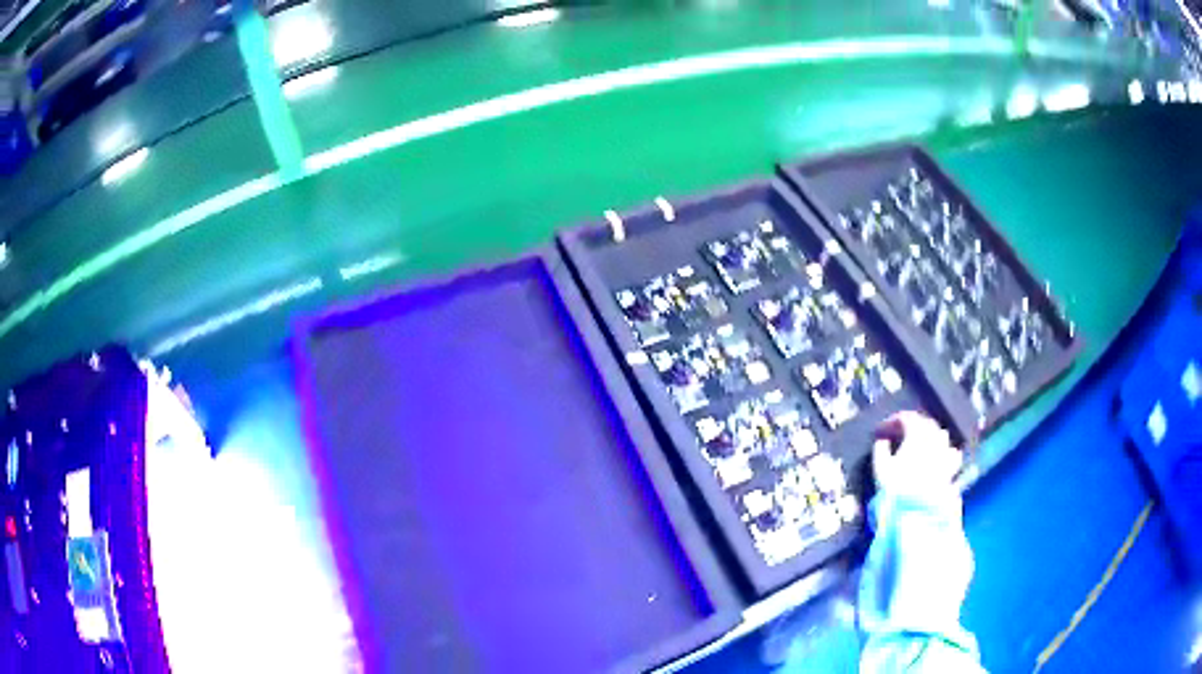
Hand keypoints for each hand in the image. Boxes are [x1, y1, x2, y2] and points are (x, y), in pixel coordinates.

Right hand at [871, 411, 960, 494]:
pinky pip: (952, 453)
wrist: (916, 511)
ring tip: (924, 441)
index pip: (908, 419)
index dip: (896, 419)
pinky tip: (943, 455)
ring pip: (942, 435)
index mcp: (916, 436)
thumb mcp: (880, 469)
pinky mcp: (951, 469)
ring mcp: (945, 454)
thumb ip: (880, 450)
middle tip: (904, 430)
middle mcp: (933, 440)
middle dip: (916, 424)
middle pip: (927, 423)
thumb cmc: (895, 488)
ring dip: (932, 434)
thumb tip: (882, 441)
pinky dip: (947, 450)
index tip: (887, 426)